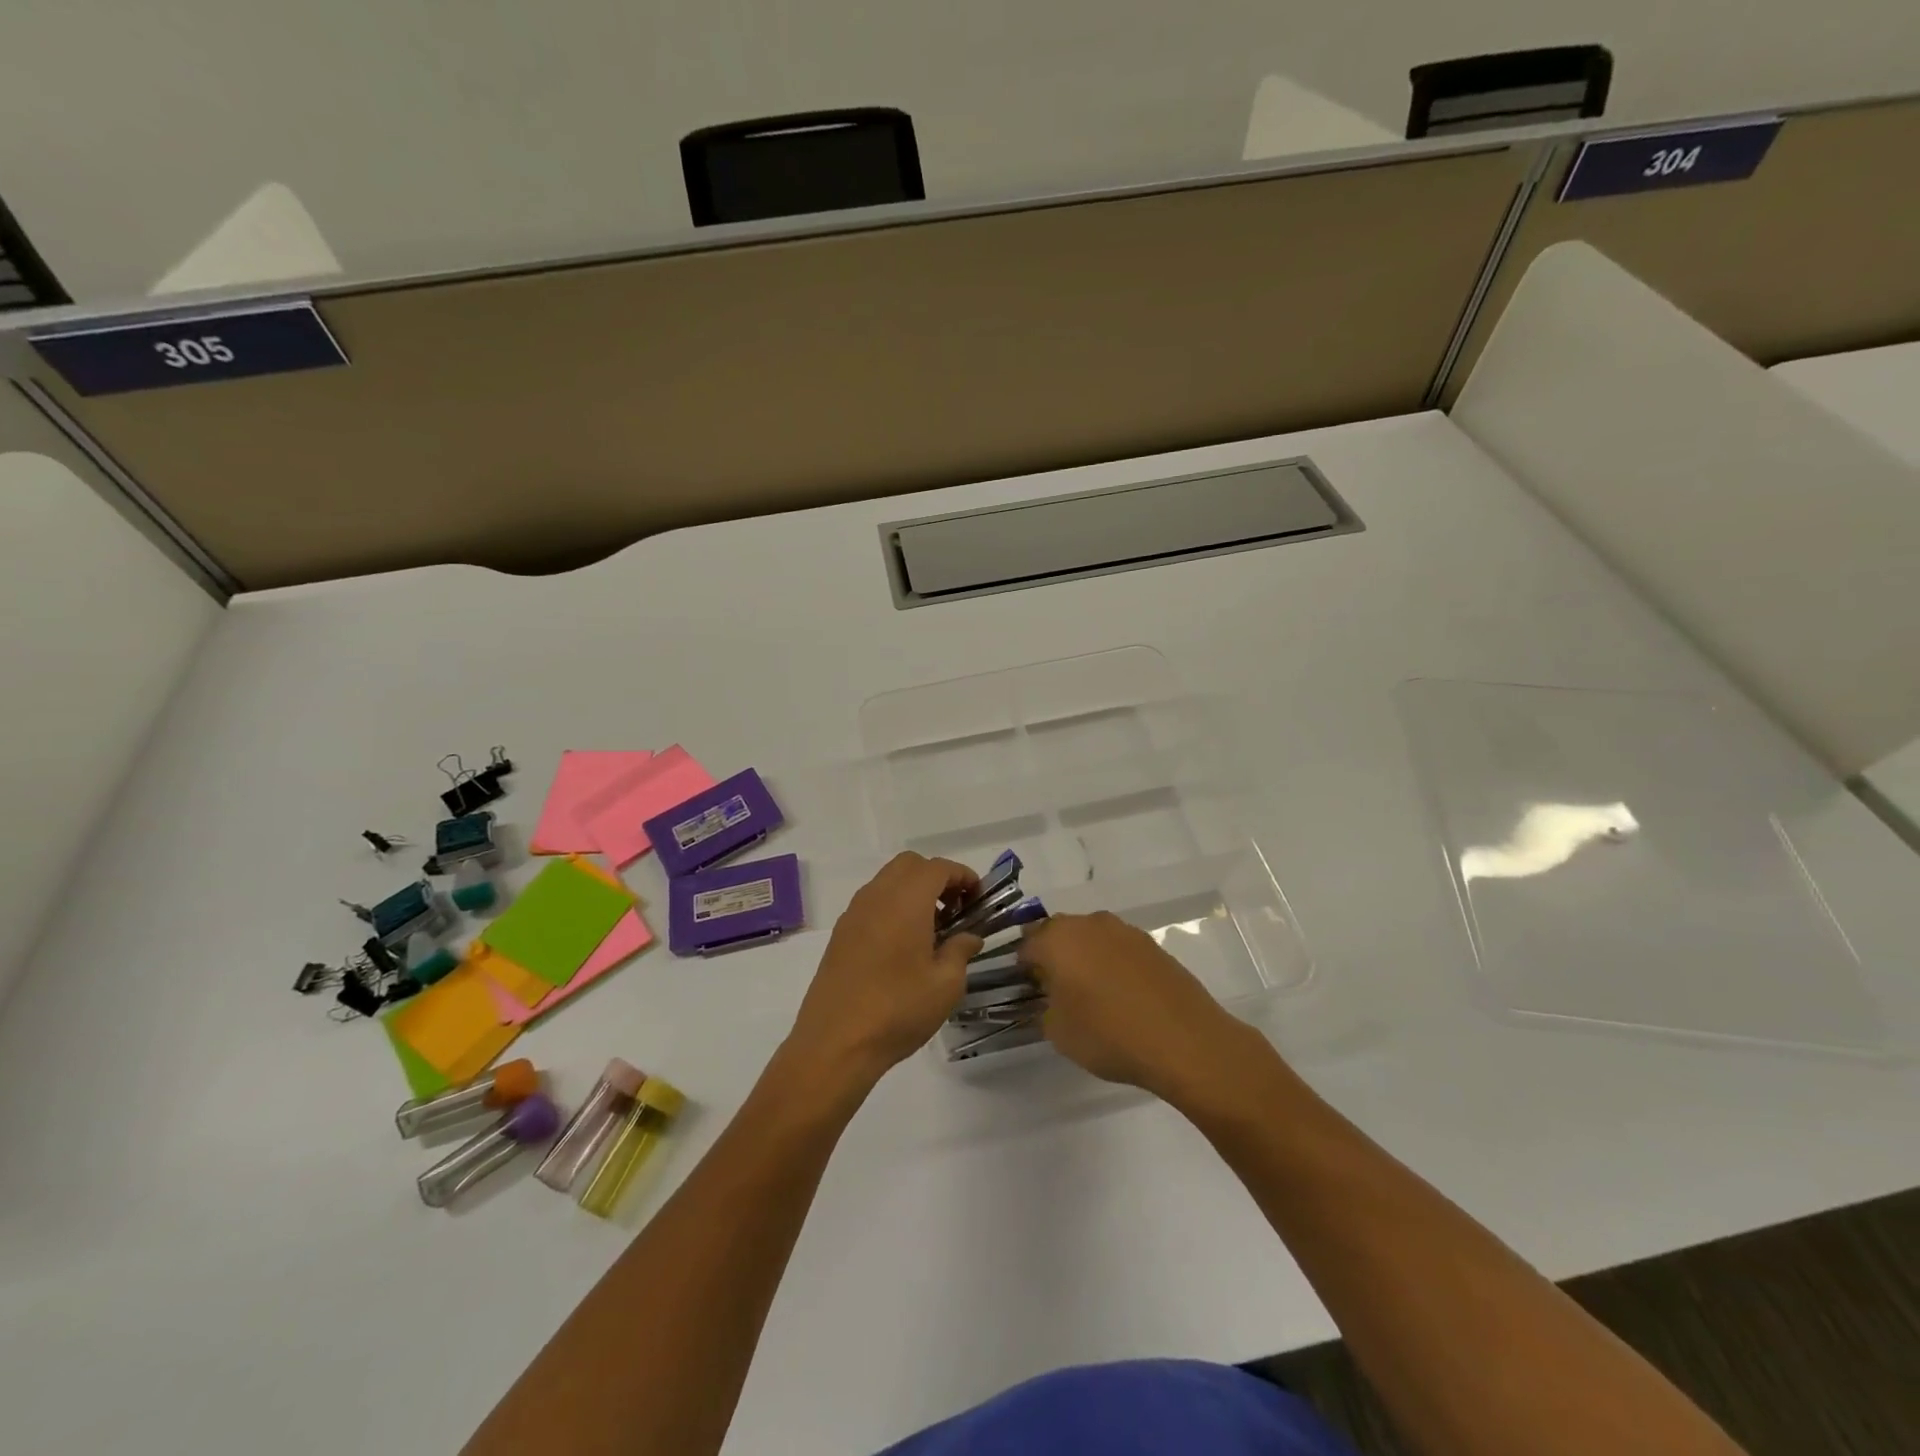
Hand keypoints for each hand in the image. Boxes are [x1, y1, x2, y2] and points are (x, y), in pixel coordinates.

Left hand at [787, 853, 982, 1091]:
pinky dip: (892, 907)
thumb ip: (960, 951)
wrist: (835, 1043)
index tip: (977, 898)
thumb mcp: (945, 985)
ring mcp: (854, 913)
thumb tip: (969, 936)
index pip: (938, 868)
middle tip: (954, 910)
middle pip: (910, 865)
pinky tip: (902, 945)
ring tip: (931, 929)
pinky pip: (871, 902)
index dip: (962, 876)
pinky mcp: (840, 933)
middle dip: (936, 878)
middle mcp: (877, 896)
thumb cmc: (898, 1009)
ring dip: (912, 891)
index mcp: (906, 900)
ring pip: (887, 881)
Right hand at [1019, 912, 1268, 1103]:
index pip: (1026, 946)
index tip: (1027, 992)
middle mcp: (1089, 924)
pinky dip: (1113, 965)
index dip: (1023, 969)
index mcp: (1057, 939)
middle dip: (1053, 957)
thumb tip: (1051, 998)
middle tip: (1056, 991)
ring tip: (1091, 994)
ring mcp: (1124, 931)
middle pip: (1058, 934)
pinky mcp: (1152, 945)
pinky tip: (1121, 996)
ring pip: (1091, 938)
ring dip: (1085, 958)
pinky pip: (1119, 949)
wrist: (1185, 1041)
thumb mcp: (1058, 1032)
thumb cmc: (1109, 1034)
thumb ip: (1044, 1008)